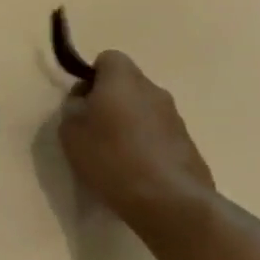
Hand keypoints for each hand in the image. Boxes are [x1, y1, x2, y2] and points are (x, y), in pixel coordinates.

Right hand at [58, 51, 215, 238]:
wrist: (168, 200)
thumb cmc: (111, 157)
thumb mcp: (71, 131)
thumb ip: (73, 107)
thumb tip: (84, 99)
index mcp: (123, 79)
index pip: (108, 58)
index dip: (92, 77)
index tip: (83, 103)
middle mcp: (153, 90)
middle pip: (127, 85)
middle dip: (111, 101)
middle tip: (94, 131)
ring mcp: (175, 117)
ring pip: (144, 110)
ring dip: (130, 124)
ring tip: (115, 157)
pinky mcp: (188, 145)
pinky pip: (159, 135)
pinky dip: (147, 146)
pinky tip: (137, 172)